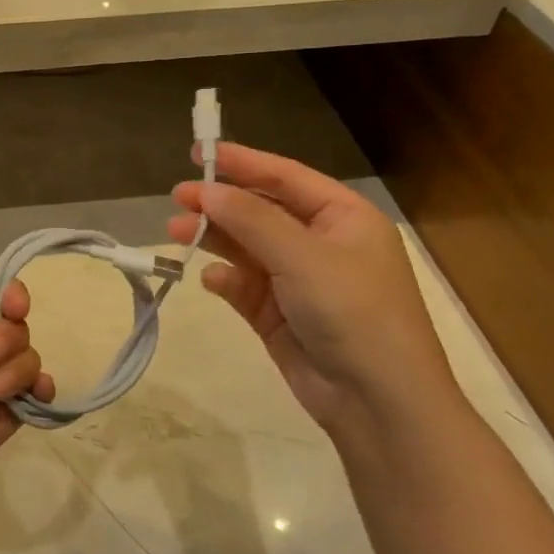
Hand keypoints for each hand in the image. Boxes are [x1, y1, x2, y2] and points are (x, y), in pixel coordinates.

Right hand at [167, 143, 455, 430]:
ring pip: (247, 248)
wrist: (378, 401)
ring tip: (175, 231)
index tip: (198, 152)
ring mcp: (299, 281)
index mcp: (343, 218)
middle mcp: (321, 244)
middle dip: (221, 203)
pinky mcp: (279, 315)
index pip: (285, 177)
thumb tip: (207, 190)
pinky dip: (226, 280)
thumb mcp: (302, 256)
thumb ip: (250, 218)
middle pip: (261, 211)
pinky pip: (244, 287)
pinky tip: (211, 280)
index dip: (242, 162)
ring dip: (215, 238)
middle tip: (178, 197)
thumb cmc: (352, 311)